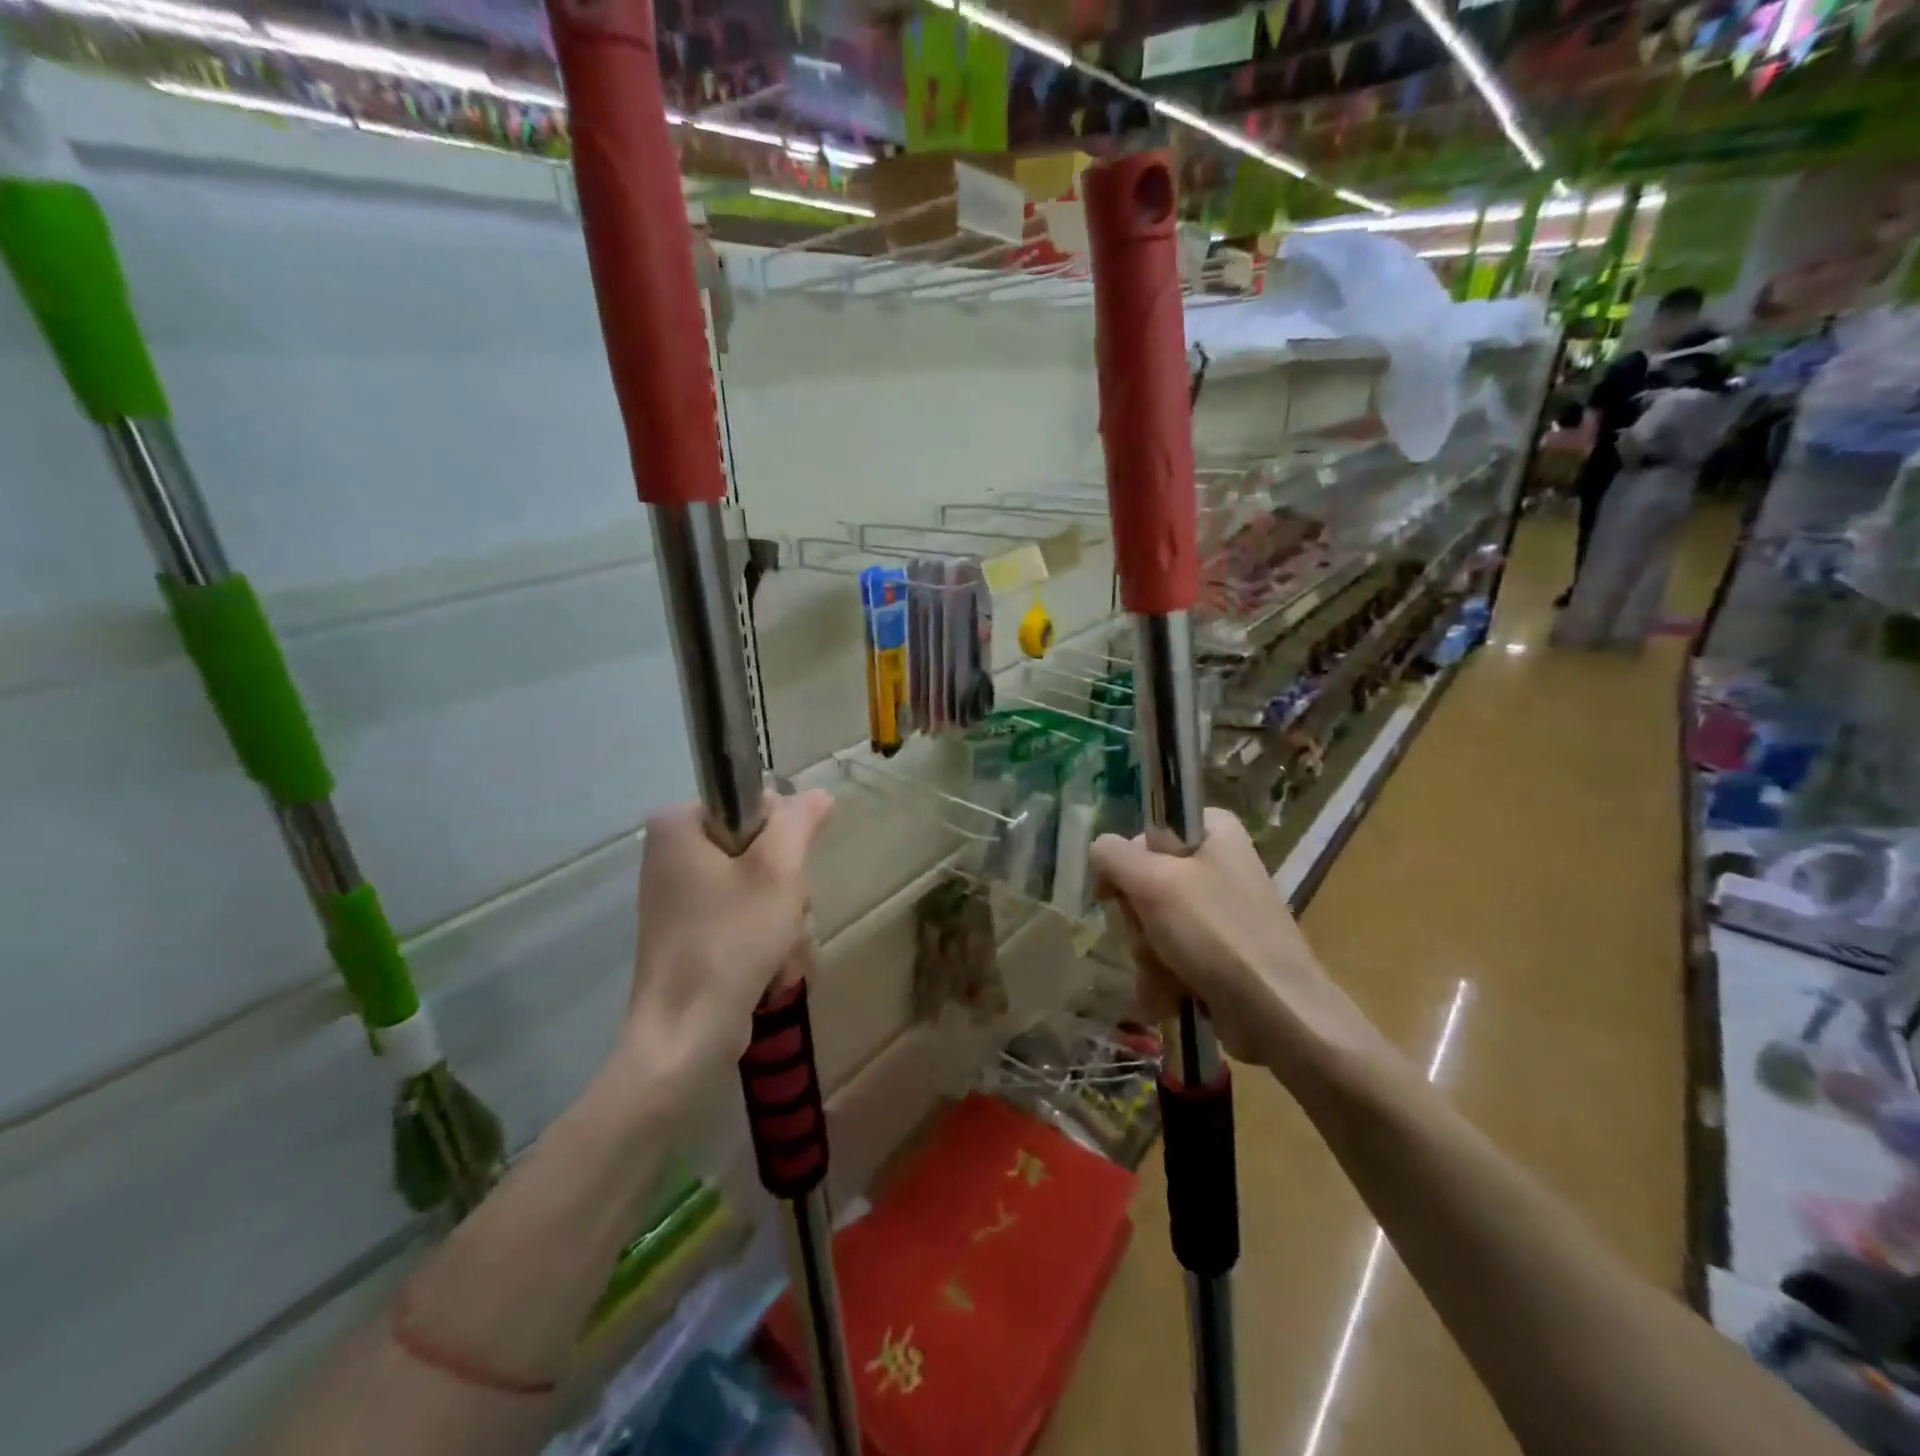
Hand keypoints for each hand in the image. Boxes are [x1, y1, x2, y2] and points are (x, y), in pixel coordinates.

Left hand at [621, 791, 833, 1093]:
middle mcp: (670, 854)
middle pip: (759, 849)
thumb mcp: (779, 871)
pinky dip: (764, 940)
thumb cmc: (732, 940)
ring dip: (783, 920)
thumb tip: (819, 794)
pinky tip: (770, 969)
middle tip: (784, 918)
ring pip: (758, 887)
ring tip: (779, 953)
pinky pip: (741, 917)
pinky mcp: (688, 933)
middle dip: (785, 889)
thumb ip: (800, 822)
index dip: (783, 838)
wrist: (685, 1036)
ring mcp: (678, 897)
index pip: (755, 804)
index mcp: (678, 825)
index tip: (785, 877)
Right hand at [1090, 809, 1389, 1086]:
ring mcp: (1222, 910)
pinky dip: (1164, 975)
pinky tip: (1165, 997)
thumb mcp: (1153, 883)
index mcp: (1214, 832)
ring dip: (1147, 953)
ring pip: (1154, 921)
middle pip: (1147, 881)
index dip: (1126, 861)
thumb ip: (1114, 856)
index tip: (1115, 892)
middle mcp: (1220, 864)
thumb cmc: (1215, 934)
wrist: (1277, 1013)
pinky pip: (1174, 952)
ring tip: (1161, 977)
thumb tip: (1099, 849)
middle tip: (1148, 937)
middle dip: (1138, 920)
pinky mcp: (1222, 951)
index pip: (1148, 831)